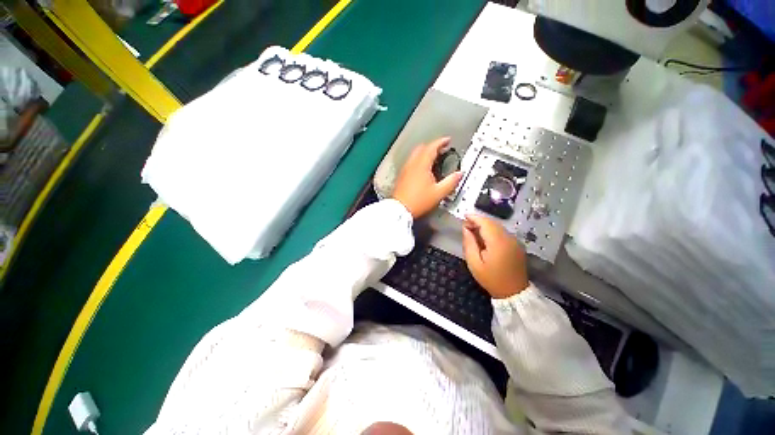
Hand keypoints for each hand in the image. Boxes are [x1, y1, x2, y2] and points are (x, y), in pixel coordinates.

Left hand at [392, 137, 462, 217]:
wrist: (400, 209)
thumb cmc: (418, 201)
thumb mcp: (439, 193)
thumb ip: (451, 182)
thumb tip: (460, 174)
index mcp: (421, 165)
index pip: (431, 147)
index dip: (441, 142)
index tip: (447, 140)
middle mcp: (412, 164)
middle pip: (422, 148)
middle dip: (432, 146)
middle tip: (441, 149)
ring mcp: (405, 169)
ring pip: (415, 155)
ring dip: (425, 153)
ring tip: (434, 159)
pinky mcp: (402, 176)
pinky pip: (411, 162)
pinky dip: (419, 160)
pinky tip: (423, 169)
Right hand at [461, 214, 528, 298]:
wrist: (513, 292)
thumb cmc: (491, 278)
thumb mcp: (474, 263)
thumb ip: (469, 243)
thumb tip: (466, 228)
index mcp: (498, 243)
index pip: (486, 223)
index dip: (474, 218)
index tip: (464, 216)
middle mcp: (509, 238)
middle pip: (492, 223)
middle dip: (478, 221)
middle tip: (466, 226)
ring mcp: (515, 241)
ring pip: (498, 226)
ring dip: (485, 225)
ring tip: (473, 231)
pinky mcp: (517, 244)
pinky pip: (502, 232)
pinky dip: (492, 230)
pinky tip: (484, 237)